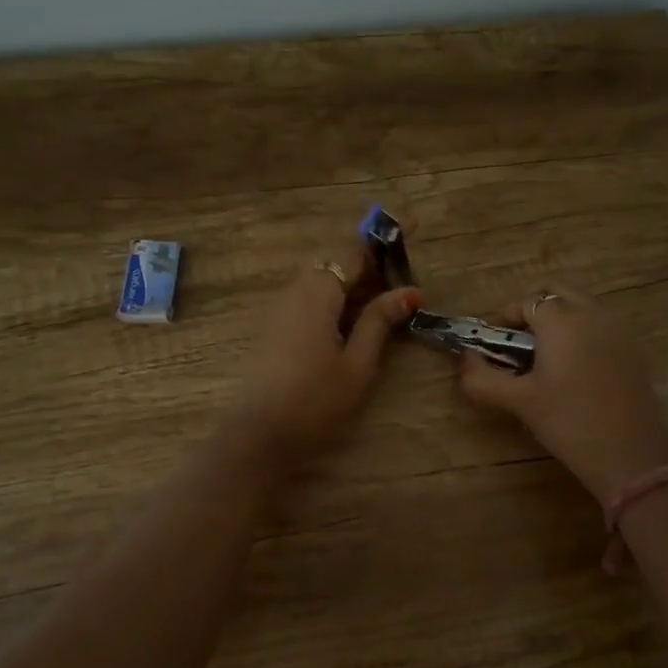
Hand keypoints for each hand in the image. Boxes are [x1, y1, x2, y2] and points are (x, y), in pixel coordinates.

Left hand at [231, 255, 419, 462]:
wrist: (257, 436)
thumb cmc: (314, 400)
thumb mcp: (357, 363)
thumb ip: (380, 322)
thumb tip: (409, 291)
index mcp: (317, 292)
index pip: (352, 251)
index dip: (382, 242)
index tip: (411, 230)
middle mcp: (294, 291)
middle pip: (336, 265)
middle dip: (370, 269)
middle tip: (403, 288)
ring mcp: (280, 310)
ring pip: (322, 285)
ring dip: (353, 289)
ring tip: (385, 311)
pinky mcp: (274, 330)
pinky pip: (310, 303)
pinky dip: (336, 305)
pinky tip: (352, 330)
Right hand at [459, 288, 667, 504]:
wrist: (631, 456)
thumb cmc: (568, 423)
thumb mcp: (519, 402)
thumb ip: (482, 378)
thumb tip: (465, 359)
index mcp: (561, 321)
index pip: (527, 302)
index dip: (507, 318)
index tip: (497, 345)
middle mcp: (593, 314)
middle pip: (558, 293)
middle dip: (535, 309)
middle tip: (520, 343)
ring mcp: (619, 330)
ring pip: (584, 305)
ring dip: (561, 318)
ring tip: (547, 357)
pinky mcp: (635, 350)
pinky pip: (603, 325)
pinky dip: (584, 332)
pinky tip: (577, 370)